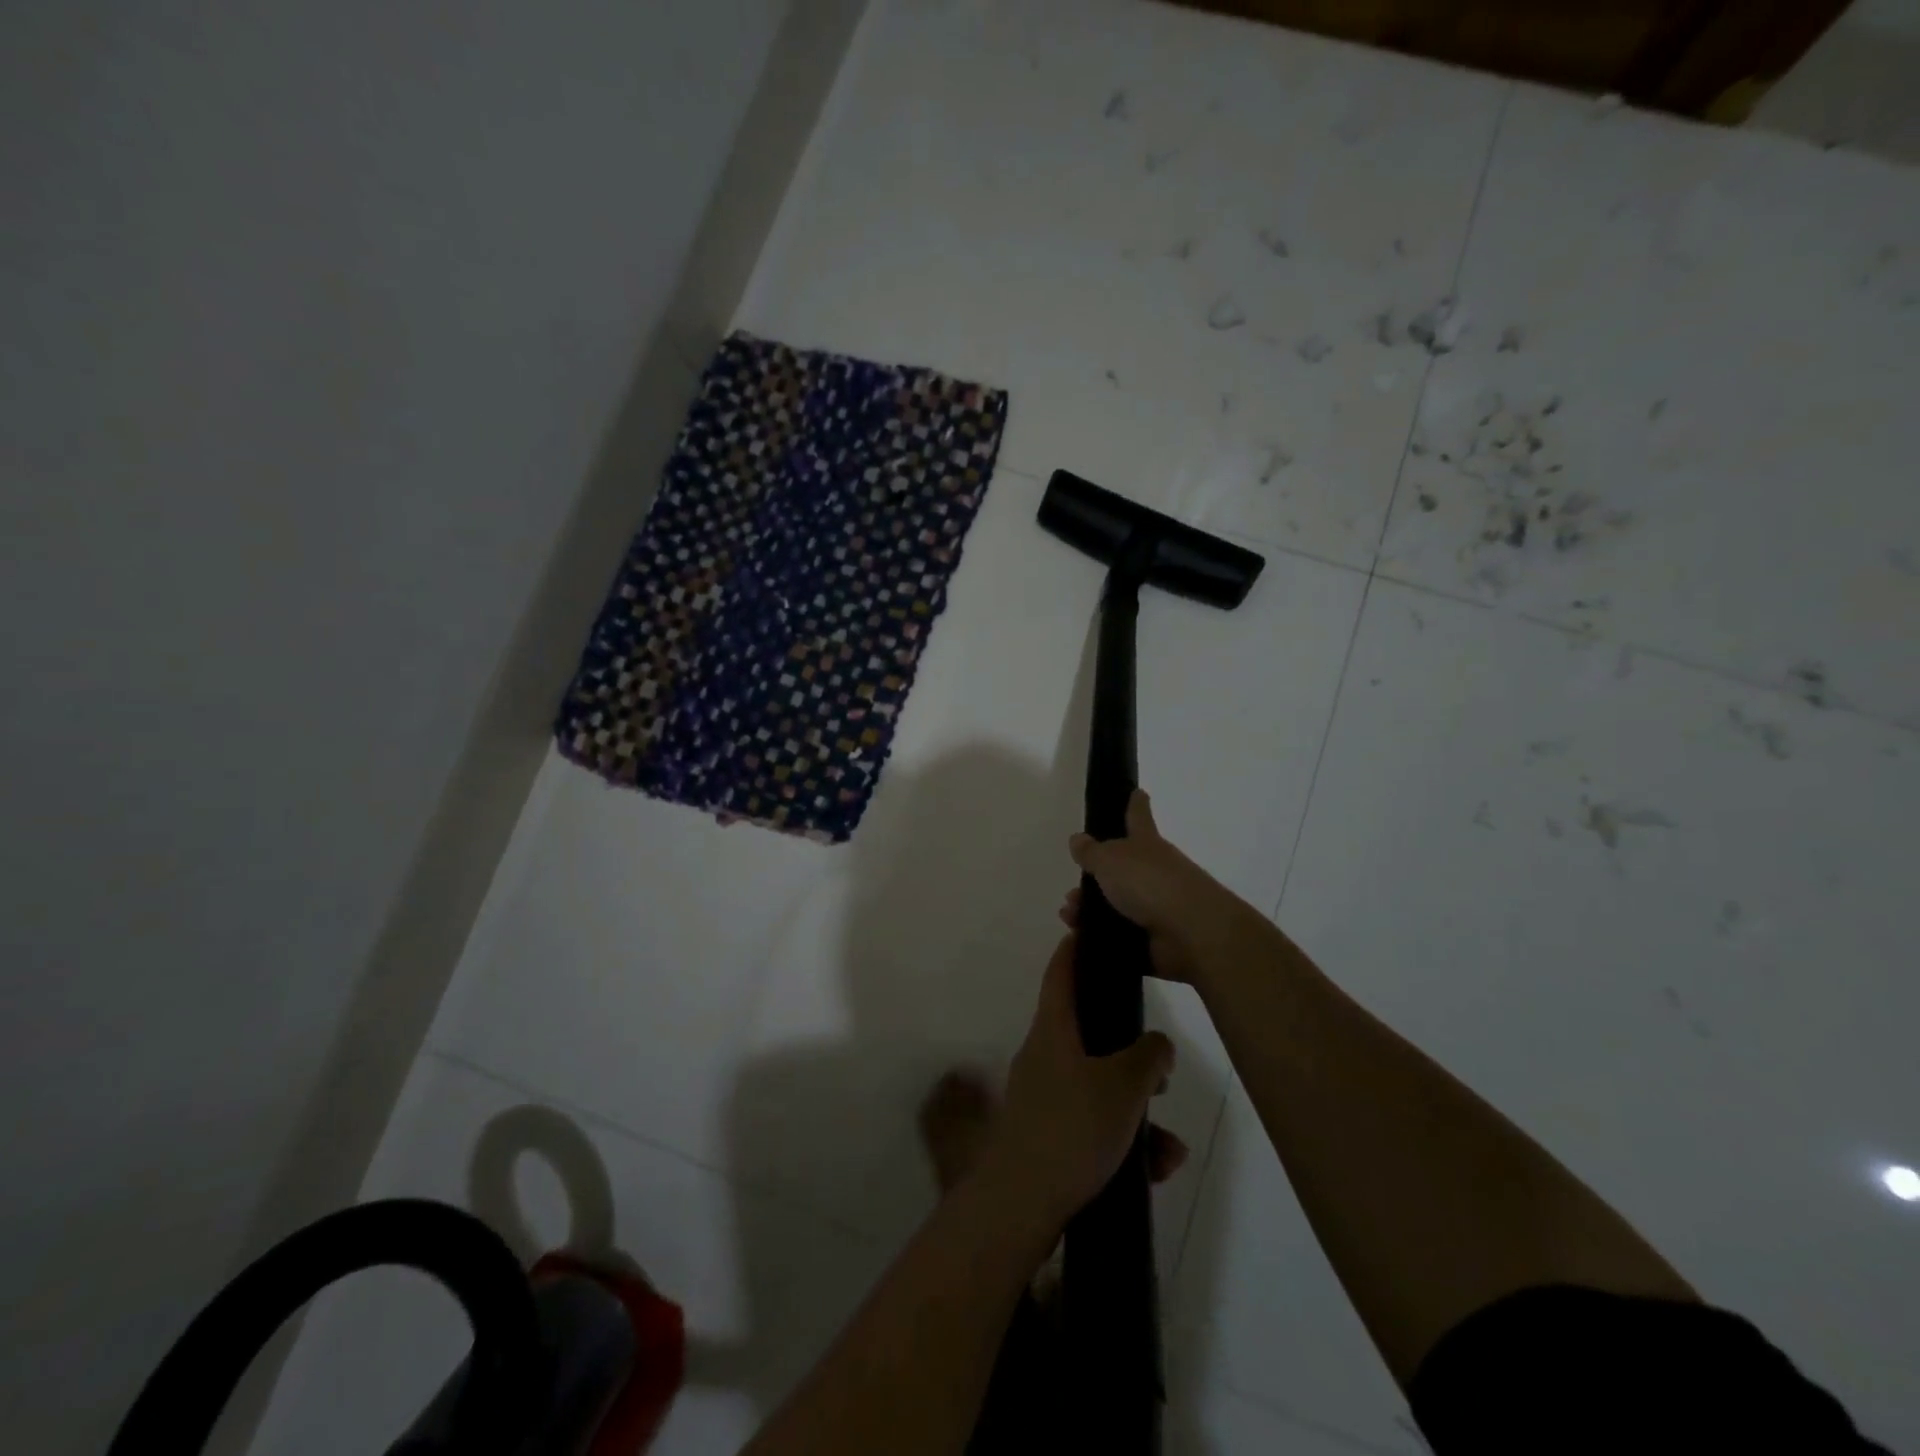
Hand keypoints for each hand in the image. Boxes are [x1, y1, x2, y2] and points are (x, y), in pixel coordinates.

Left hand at [980, 935, 1180, 1228]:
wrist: (1021, 1205)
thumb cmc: (1072, 1128)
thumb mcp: (1122, 1086)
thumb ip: (1148, 1057)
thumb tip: (1158, 1044)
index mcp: (1053, 1029)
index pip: (1061, 972)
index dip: (1076, 948)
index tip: (1092, 931)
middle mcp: (1044, 1056)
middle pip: (1088, 1033)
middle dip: (1129, 1050)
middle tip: (1161, 1068)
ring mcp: (1044, 1098)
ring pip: (1099, 1088)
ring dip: (1136, 1110)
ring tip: (1170, 1144)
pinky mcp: (1049, 1137)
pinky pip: (1094, 1126)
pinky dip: (1124, 1141)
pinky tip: (1156, 1168)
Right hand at [1063, 791, 1249, 985]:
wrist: (1193, 934)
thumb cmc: (1150, 884)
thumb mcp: (1111, 860)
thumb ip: (1091, 852)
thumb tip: (1078, 839)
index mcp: (1146, 845)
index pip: (1138, 817)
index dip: (1135, 804)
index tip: (1137, 792)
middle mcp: (1154, 872)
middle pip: (1121, 869)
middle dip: (1095, 879)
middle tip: (1071, 893)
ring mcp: (1157, 908)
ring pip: (1117, 905)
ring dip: (1090, 911)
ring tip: (1070, 917)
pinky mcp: (1155, 940)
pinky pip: (1121, 936)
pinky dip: (1100, 938)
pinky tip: (1080, 940)